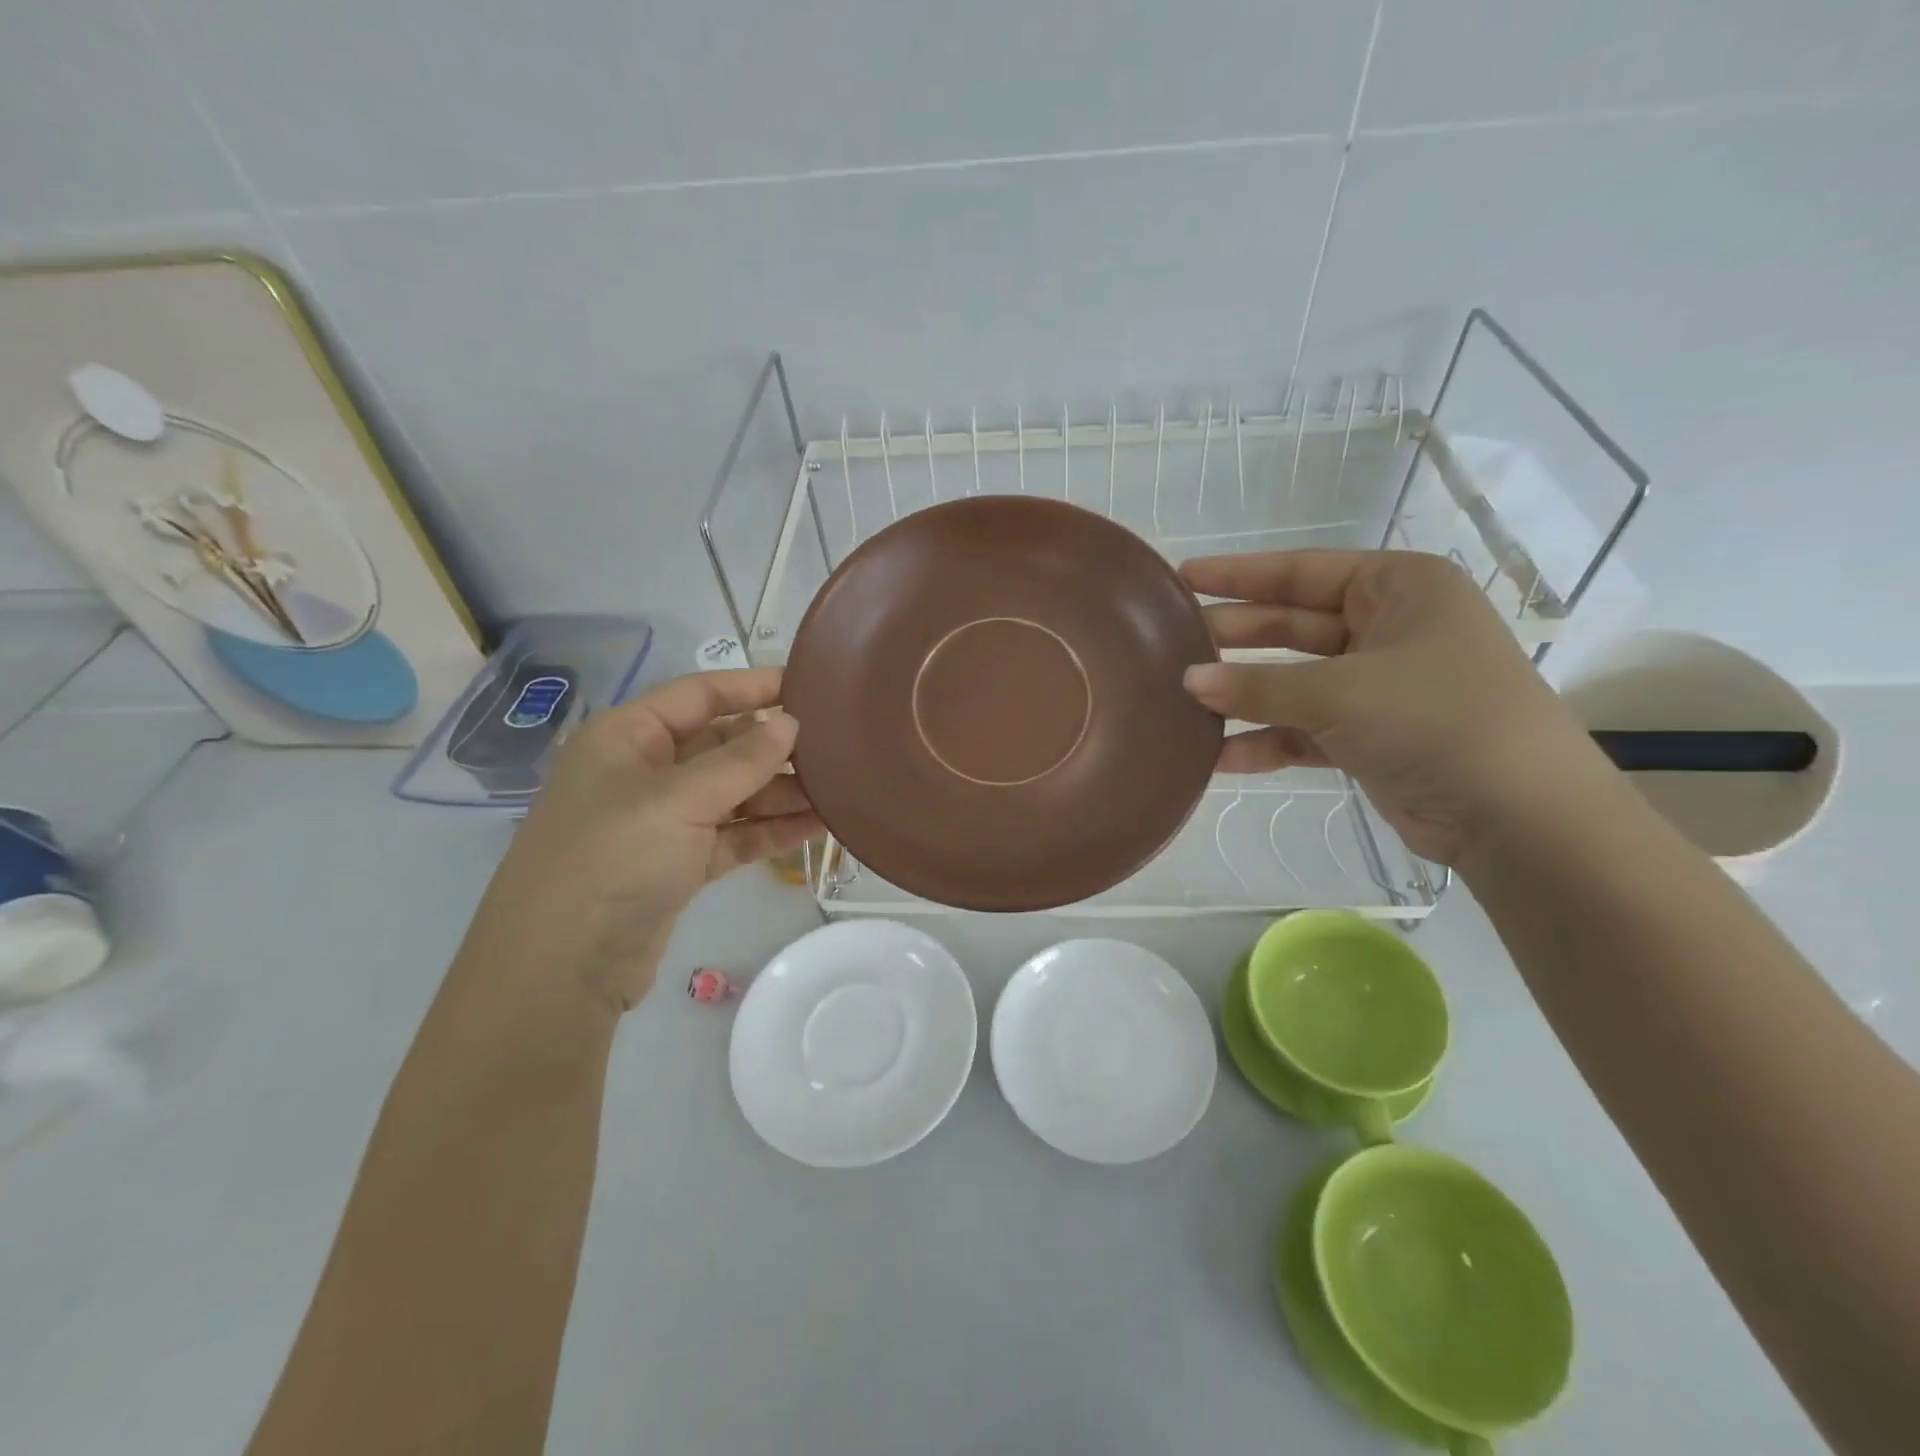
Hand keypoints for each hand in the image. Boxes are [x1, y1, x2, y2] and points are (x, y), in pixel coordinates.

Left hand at [457, 669, 820, 1013]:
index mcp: (626, 737)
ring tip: (839, 790)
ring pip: (732, 794)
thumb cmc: (611, 860)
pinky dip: (769, 831)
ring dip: (780, 793)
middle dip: (774, 747)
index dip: (752, 686)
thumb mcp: (678, 800)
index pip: (698, 695)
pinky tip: (816, 826)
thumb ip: (741, 761)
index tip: (808, 686)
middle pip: (721, 745)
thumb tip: (791, 724)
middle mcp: (643, 772)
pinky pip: (732, 835)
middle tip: (836, 746)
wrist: (559, 970)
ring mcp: (660, 822)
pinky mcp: (677, 865)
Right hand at [1180, 550, 1608, 864]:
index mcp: (1398, 588)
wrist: (1516, 814)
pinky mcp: (1372, 736)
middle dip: (1235, 637)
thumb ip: (1258, 686)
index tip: (1182, 578)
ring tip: (1183, 701)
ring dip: (1245, 695)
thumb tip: (1188, 681)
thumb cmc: (1434, 718)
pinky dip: (1268, 742)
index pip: (1302, 571)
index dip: (1238, 576)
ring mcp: (1381, 685)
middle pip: (1293, 625)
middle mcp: (1390, 628)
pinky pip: (1306, 729)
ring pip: (1295, 681)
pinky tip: (1219, 757)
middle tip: (1172, 643)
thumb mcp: (1338, 692)